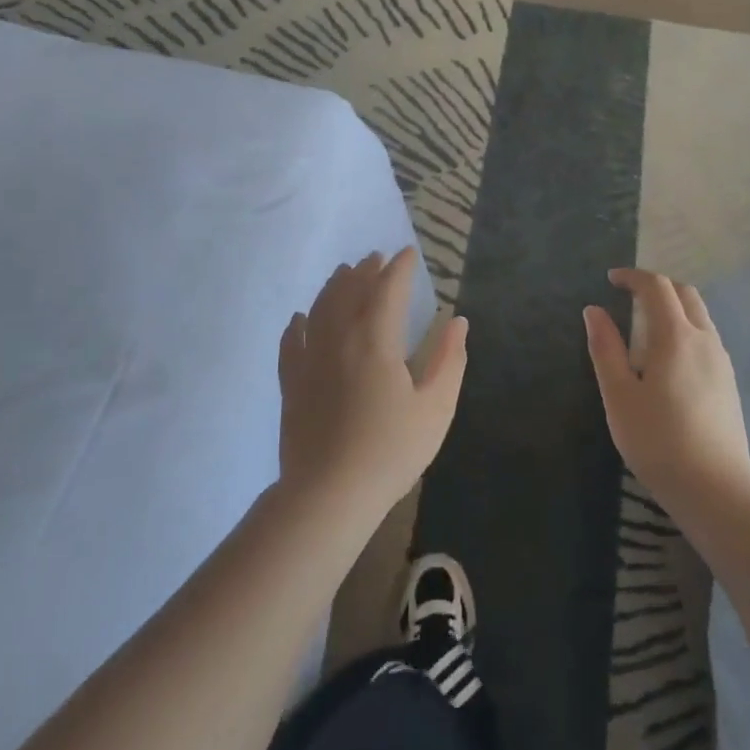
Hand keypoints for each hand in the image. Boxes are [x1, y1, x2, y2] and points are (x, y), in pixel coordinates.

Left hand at [278, 247, 467, 525]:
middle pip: (350, 290)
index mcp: (376, 339)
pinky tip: (301, 318)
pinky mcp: (291, 382)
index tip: (408, 253)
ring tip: (344, 273)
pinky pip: (292, 340)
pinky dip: (298, 323)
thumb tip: (458, 322)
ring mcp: (310, 358)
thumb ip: (449, 360)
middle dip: (366, 270)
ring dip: (334, 286)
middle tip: (377, 258)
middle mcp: (340, 337)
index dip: (399, 268)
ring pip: (320, 307)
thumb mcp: (435, 409)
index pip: (388, 288)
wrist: (328, 495)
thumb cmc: (390, 451)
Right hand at [584, 268, 749, 513]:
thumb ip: (605, 348)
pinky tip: (669, 357)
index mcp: (676, 335)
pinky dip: (686, 327)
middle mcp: (704, 339)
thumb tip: (594, 311)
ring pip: (700, 315)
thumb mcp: (619, 395)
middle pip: (685, 293)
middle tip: (628, 296)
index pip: (657, 287)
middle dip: (656, 286)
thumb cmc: (658, 441)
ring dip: (673, 306)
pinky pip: (706, 337)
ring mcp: (721, 361)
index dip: (633, 276)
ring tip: (645, 325)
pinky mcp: (729, 383)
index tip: (611, 279)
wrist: (716, 491)